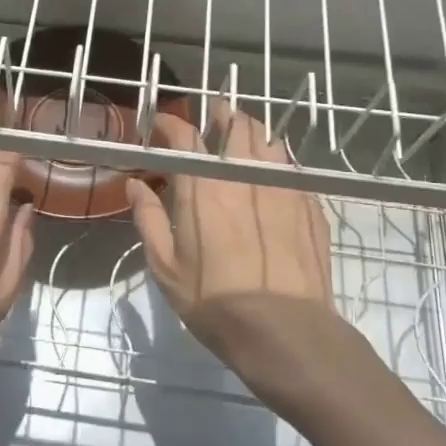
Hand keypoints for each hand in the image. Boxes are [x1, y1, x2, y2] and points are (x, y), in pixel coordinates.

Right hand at [125, 103, 342, 394]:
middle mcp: (244, 175)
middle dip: (220, 114)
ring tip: (243, 141)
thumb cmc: (214, 301)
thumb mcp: (165, 267)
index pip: (185, 135)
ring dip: (251, 134)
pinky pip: (291, 168)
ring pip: (269, 140)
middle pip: (236, 125)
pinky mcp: (310, 204)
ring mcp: (282, 186)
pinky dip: (277, 162)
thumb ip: (147, 219)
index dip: (171, 123)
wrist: (285, 331)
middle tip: (212, 118)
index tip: (162, 125)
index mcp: (203, 186)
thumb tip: (135, 185)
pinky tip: (272, 177)